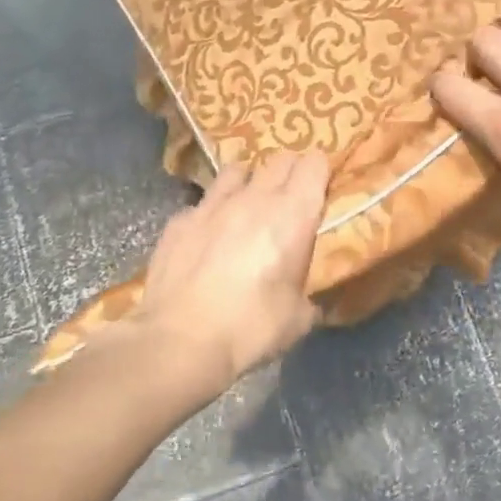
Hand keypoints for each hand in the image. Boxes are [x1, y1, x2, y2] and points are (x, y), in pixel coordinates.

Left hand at [132, 150, 329, 387]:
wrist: (180, 341)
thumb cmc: (251, 328)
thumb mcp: (298, 318)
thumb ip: (306, 292)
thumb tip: (305, 296)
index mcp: (293, 215)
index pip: (314, 164)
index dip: (320, 170)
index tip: (322, 185)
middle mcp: (254, 198)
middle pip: (279, 159)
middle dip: (289, 171)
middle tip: (291, 195)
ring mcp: (211, 206)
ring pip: (236, 171)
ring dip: (248, 182)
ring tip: (247, 205)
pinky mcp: (178, 221)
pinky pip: (202, 204)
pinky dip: (211, 214)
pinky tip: (208, 237)